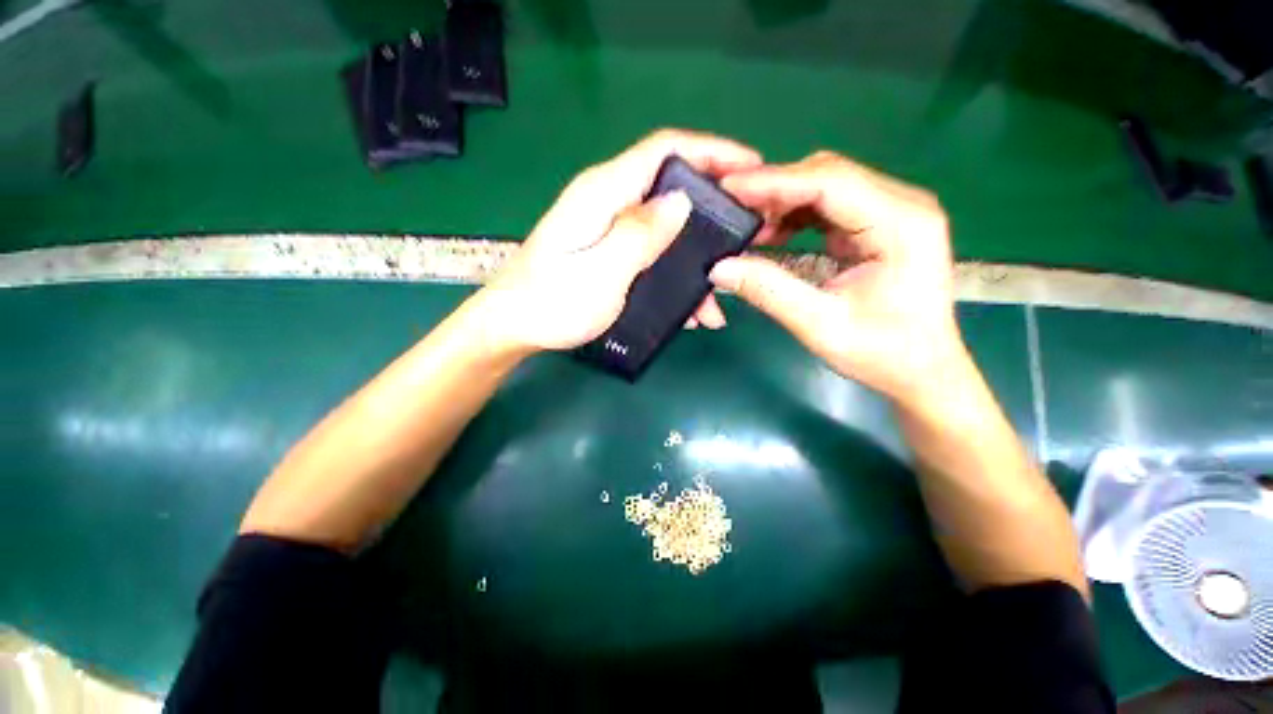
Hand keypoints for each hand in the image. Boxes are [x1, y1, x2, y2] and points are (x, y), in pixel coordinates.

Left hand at [476, 129, 762, 352]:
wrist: (514, 325)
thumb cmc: (553, 302)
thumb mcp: (602, 271)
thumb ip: (640, 234)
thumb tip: (681, 200)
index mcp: (604, 193)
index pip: (665, 150)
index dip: (712, 150)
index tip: (752, 167)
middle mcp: (609, 202)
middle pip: (670, 187)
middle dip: (711, 210)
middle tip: (743, 238)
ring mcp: (609, 229)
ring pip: (665, 228)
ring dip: (695, 257)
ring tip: (717, 296)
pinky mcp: (609, 252)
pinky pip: (652, 253)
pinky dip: (674, 275)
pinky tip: (689, 309)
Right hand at [709, 151, 965, 401]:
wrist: (920, 370)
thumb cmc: (882, 353)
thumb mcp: (820, 326)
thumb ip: (769, 291)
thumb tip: (719, 268)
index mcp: (901, 223)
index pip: (830, 182)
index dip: (775, 181)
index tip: (729, 187)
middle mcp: (901, 205)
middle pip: (828, 175)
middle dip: (775, 188)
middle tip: (730, 207)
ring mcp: (889, 212)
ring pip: (825, 186)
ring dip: (782, 201)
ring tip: (745, 224)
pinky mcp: (875, 226)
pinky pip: (827, 206)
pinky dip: (793, 215)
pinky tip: (769, 233)